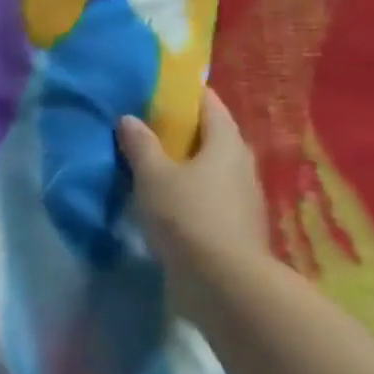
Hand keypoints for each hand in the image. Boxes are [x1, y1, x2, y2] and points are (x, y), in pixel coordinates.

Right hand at [117, 89, 269, 272]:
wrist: (222, 282)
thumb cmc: (187, 216)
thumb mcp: (153, 176)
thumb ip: (140, 145)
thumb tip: (130, 119)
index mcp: (226, 143)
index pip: (210, 104)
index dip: (186, 94)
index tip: (159, 91)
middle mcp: (241, 165)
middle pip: (212, 137)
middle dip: (183, 131)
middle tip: (148, 128)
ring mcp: (243, 198)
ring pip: (211, 169)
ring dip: (185, 165)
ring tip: (152, 165)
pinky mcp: (235, 226)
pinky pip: (209, 196)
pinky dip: (189, 192)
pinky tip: (166, 201)